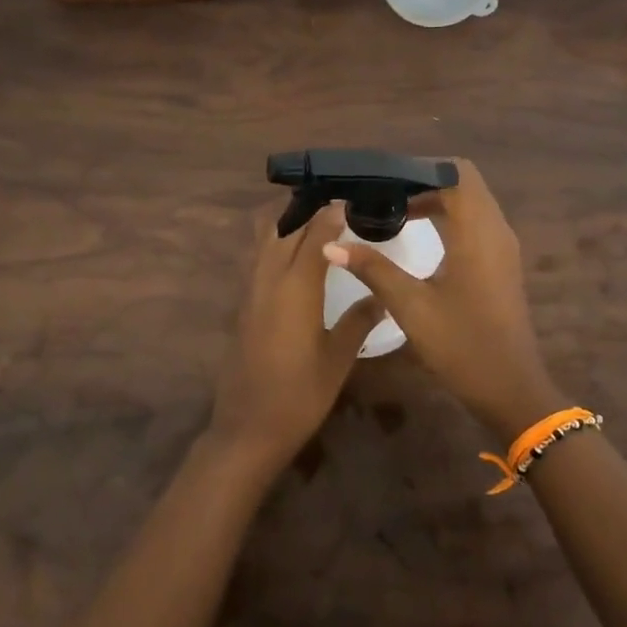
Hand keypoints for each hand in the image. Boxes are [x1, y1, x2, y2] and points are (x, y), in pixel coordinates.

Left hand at [209, 201, 379, 471]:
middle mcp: (268, 279)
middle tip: (336, 200)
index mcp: (296, 287)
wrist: (248, 428)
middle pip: (283, 226)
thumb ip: (360, 320)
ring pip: (264, 238)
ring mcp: (250, 290)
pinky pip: (258, 257)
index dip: (331, 213)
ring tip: (315, 217)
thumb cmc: (300, 395)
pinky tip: (296, 253)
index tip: (350, 198)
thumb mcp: (338, 358)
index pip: (314, 235)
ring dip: (286, 221)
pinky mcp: (243, 303)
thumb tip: (383, 295)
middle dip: (306, 208)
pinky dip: (275, 242)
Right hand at [324, 158, 564, 440]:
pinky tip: (419, 235)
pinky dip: (448, 217)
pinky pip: (475, 222)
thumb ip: (372, 269)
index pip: (455, 173)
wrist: (510, 390)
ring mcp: (502, 248)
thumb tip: (331, 244)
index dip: (420, 169)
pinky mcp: (500, 264)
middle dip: (424, 181)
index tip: (383, 179)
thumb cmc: (462, 345)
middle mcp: (495, 230)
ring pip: (470, 203)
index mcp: (477, 232)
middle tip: (384, 192)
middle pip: (463, 183)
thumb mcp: (411, 306)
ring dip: (436, 199)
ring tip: (394, 209)